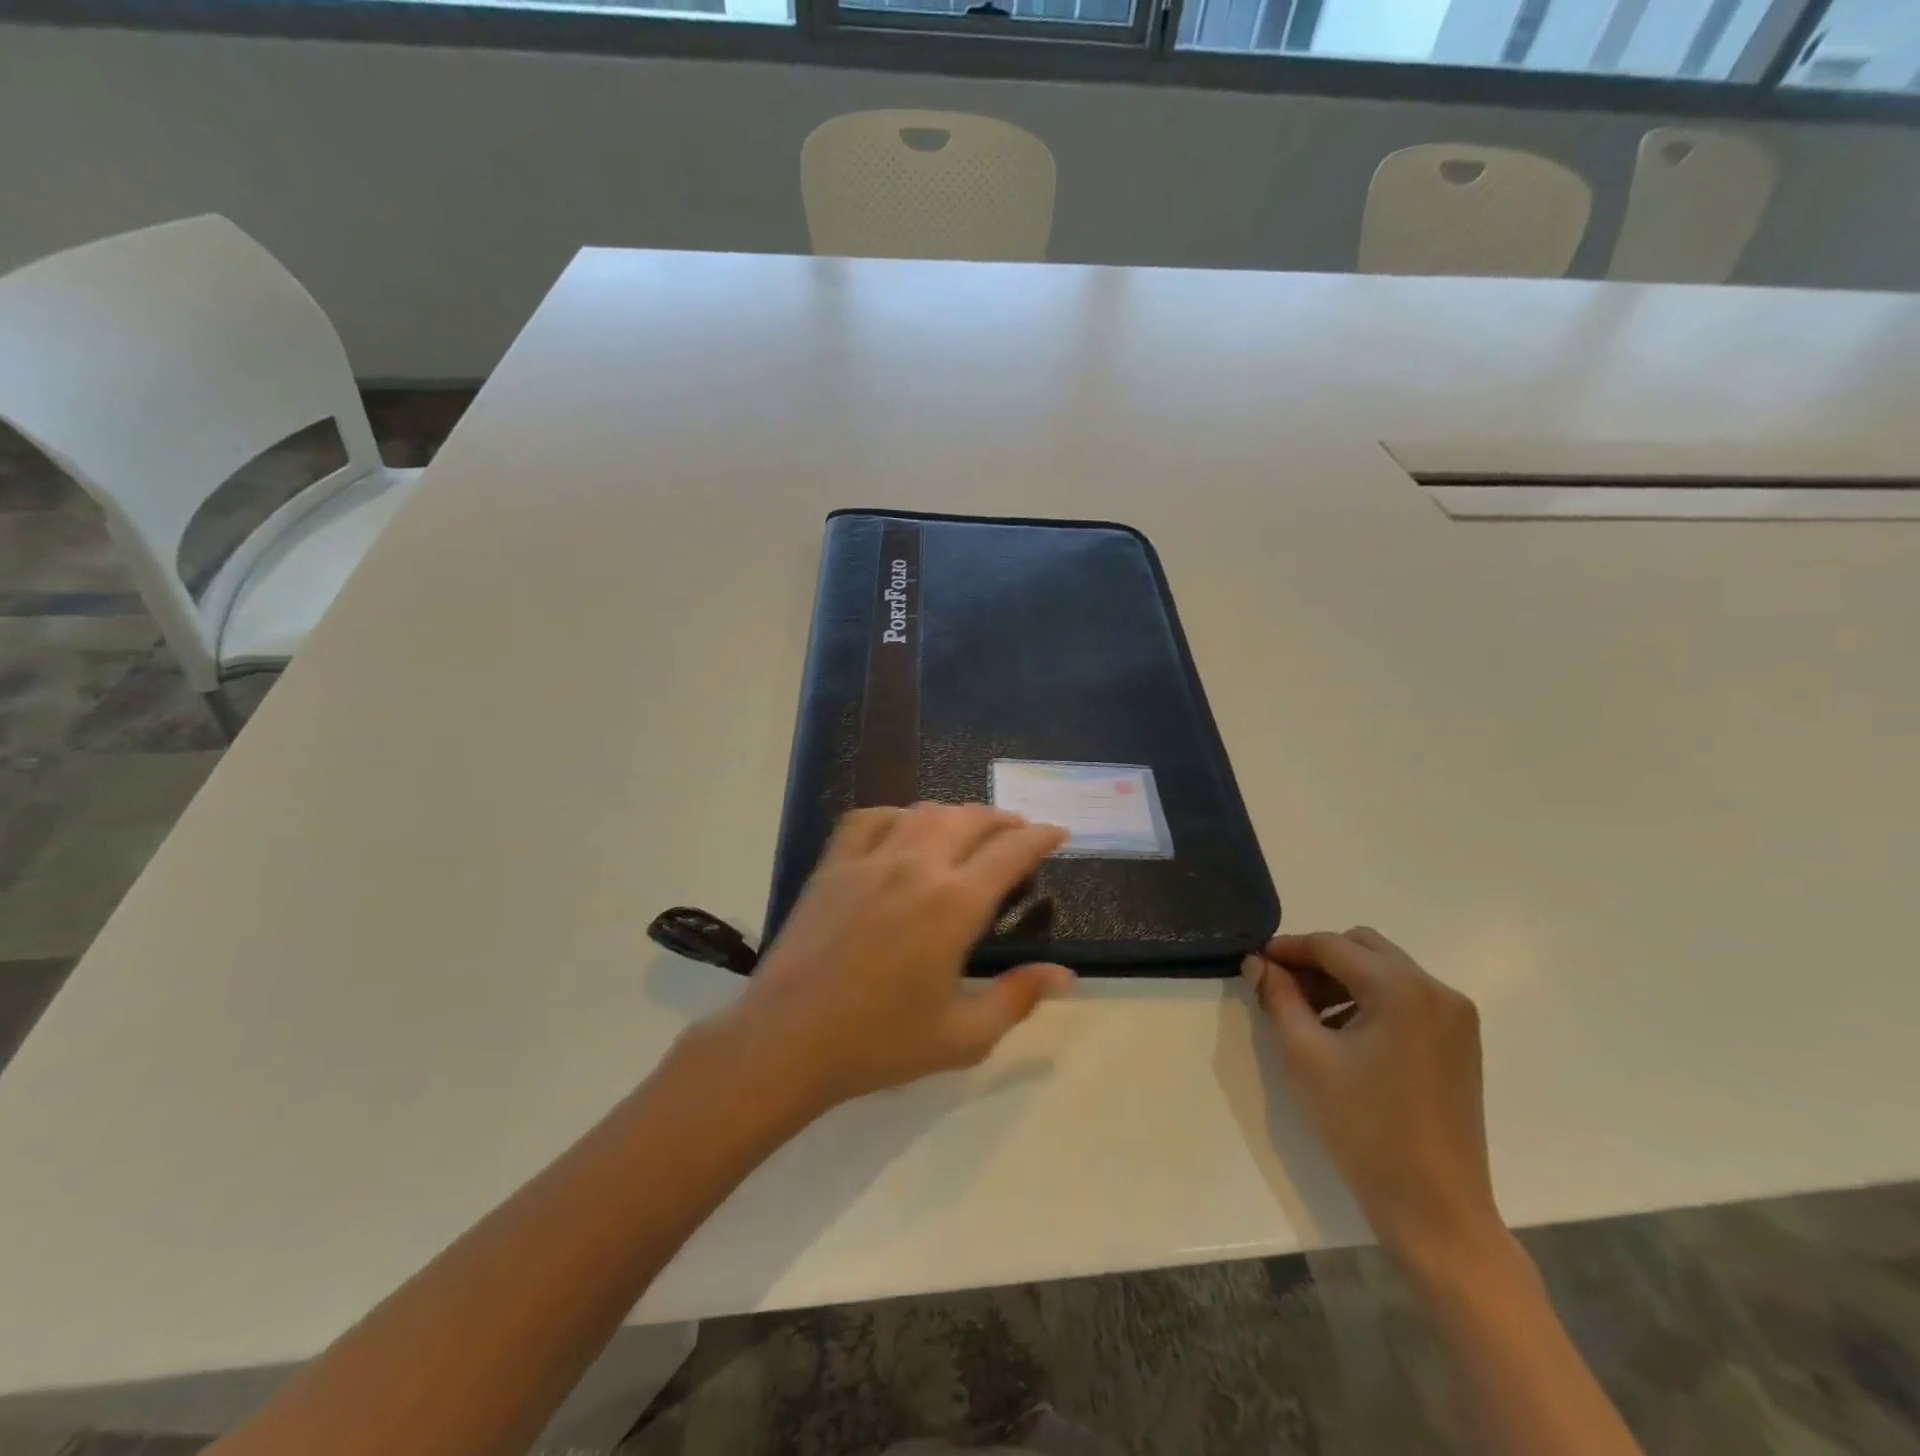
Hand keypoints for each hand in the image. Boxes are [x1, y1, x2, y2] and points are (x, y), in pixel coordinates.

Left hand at [716, 803, 1073, 1112]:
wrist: (788, 1040)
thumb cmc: (880, 1043)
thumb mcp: (963, 1037)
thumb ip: (1018, 998)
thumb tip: (1065, 974)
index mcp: (954, 905)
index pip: (1011, 852)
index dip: (1040, 837)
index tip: (1057, 833)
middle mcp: (917, 867)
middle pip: (970, 820)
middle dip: (1003, 819)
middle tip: (1018, 831)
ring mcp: (870, 860)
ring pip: (923, 812)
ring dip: (956, 813)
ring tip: (969, 828)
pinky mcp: (833, 865)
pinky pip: (869, 818)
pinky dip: (896, 814)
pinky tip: (903, 828)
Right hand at [1242, 928, 1503, 1272]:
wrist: (1434, 1208)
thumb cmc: (1363, 1127)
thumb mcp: (1306, 1055)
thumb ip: (1278, 997)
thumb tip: (1257, 963)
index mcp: (1402, 989)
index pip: (1332, 945)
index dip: (1288, 948)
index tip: (1254, 962)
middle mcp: (1437, 990)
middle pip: (1363, 948)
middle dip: (1316, 960)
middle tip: (1279, 987)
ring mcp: (1455, 1017)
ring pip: (1384, 971)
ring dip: (1341, 980)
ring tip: (1305, 1014)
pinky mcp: (1459, 1042)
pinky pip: (1405, 998)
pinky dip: (1368, 1001)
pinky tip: (1342, 1034)